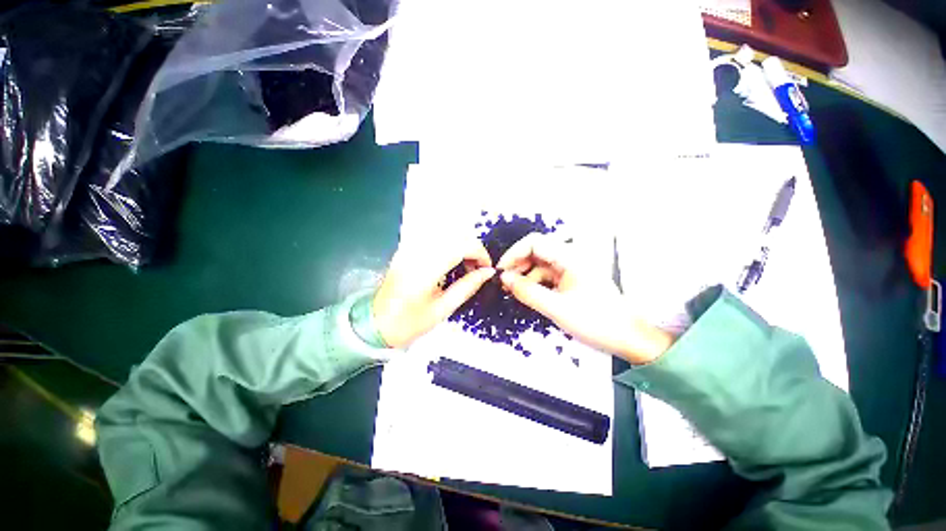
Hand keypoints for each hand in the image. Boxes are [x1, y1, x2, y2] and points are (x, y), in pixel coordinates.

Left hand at [373, 238, 495, 347]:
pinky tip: (451, 262)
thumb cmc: (409, 322)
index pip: (461, 245)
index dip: (480, 253)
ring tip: (466, 266)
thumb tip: (488, 272)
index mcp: (426, 268)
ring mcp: (410, 247)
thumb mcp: (442, 309)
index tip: (487, 269)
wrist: (375, 324)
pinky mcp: (407, 248)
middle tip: (477, 269)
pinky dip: (450, 245)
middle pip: (455, 234)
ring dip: (462, 245)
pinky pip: (435, 238)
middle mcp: (418, 251)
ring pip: (446, 233)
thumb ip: (467, 287)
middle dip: (473, 248)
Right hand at [497, 233, 672, 363]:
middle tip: (504, 284)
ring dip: (525, 276)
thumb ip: (528, 291)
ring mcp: (571, 269)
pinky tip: (527, 295)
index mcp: (570, 257)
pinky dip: (535, 284)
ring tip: (512, 292)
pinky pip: (547, 277)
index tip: (501, 271)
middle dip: (518, 265)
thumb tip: (504, 278)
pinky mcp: (571, 281)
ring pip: (540, 265)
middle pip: (536, 252)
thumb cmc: (596, 322)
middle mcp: (570, 258)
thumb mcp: (556, 308)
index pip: (535, 242)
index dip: (514, 253)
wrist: (628, 338)